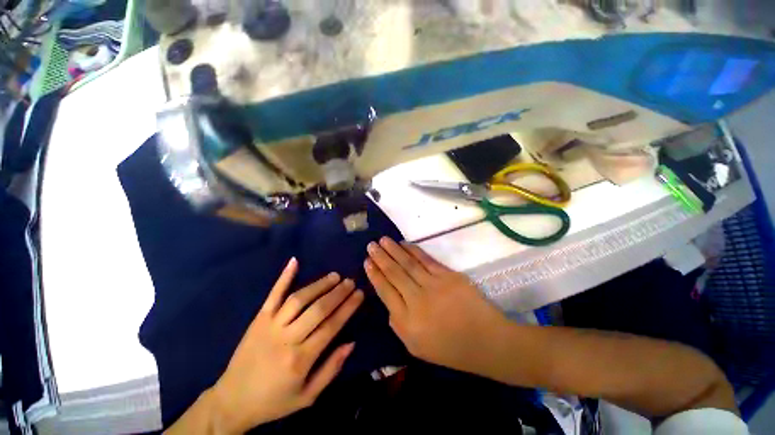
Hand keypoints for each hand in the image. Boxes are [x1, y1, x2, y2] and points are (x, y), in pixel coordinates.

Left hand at [209, 258, 363, 433]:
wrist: (232, 401)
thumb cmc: (274, 401)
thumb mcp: (307, 396)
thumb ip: (331, 369)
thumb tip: (351, 342)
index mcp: (300, 359)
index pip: (331, 326)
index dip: (348, 307)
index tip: (360, 294)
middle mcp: (287, 338)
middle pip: (318, 309)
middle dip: (338, 293)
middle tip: (350, 281)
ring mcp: (270, 325)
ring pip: (299, 299)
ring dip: (319, 284)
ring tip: (335, 276)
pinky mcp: (258, 319)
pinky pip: (273, 294)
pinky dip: (284, 277)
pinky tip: (294, 261)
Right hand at [364, 237, 509, 373]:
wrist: (486, 341)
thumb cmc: (449, 348)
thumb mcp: (415, 347)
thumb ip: (397, 323)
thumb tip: (388, 298)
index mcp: (407, 322)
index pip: (385, 292)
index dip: (375, 275)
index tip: (367, 262)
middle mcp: (417, 301)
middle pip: (394, 274)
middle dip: (380, 258)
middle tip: (370, 245)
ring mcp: (434, 285)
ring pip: (408, 263)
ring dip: (393, 250)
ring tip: (382, 240)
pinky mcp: (449, 276)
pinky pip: (426, 259)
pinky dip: (413, 250)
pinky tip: (404, 244)